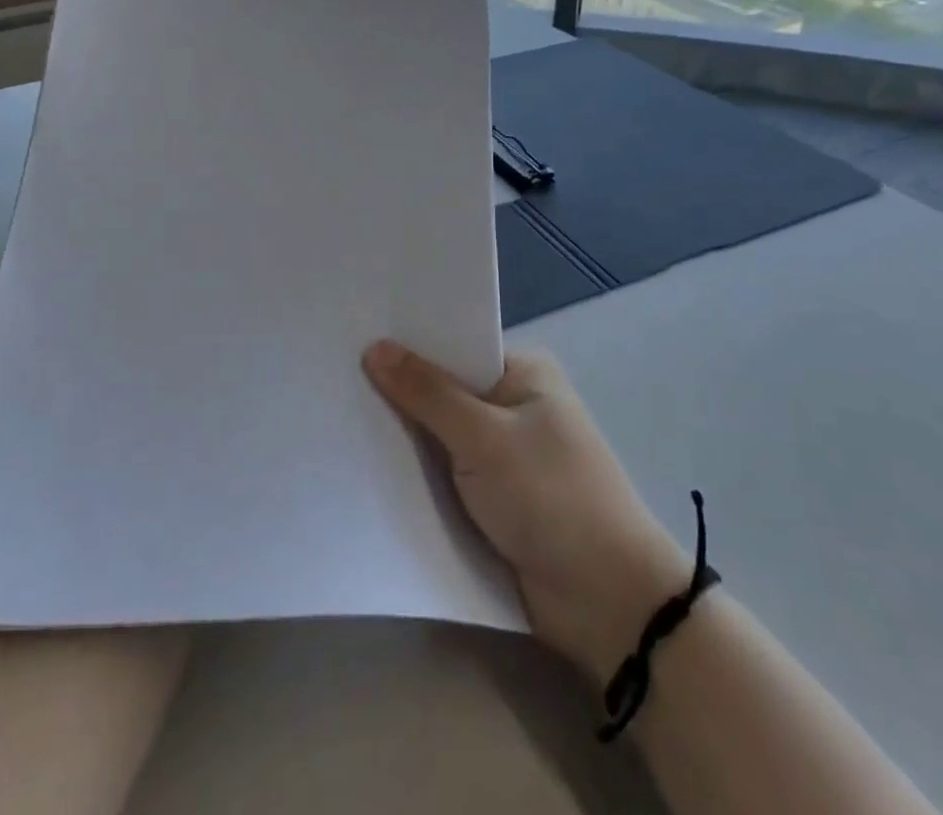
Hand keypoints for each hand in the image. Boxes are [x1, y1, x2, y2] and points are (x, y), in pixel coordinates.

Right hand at [363, 340, 690, 683]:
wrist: (608, 605)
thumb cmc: (551, 497)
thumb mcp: (484, 437)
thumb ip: (427, 393)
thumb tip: (374, 348)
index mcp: (524, 374)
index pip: (456, 346)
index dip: (409, 343)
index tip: (354, 337)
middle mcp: (515, 407)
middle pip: (445, 390)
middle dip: (400, 392)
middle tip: (334, 377)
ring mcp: (505, 457)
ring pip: (441, 437)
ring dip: (405, 438)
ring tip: (336, 416)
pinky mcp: (495, 501)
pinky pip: (446, 476)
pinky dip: (418, 476)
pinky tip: (367, 466)